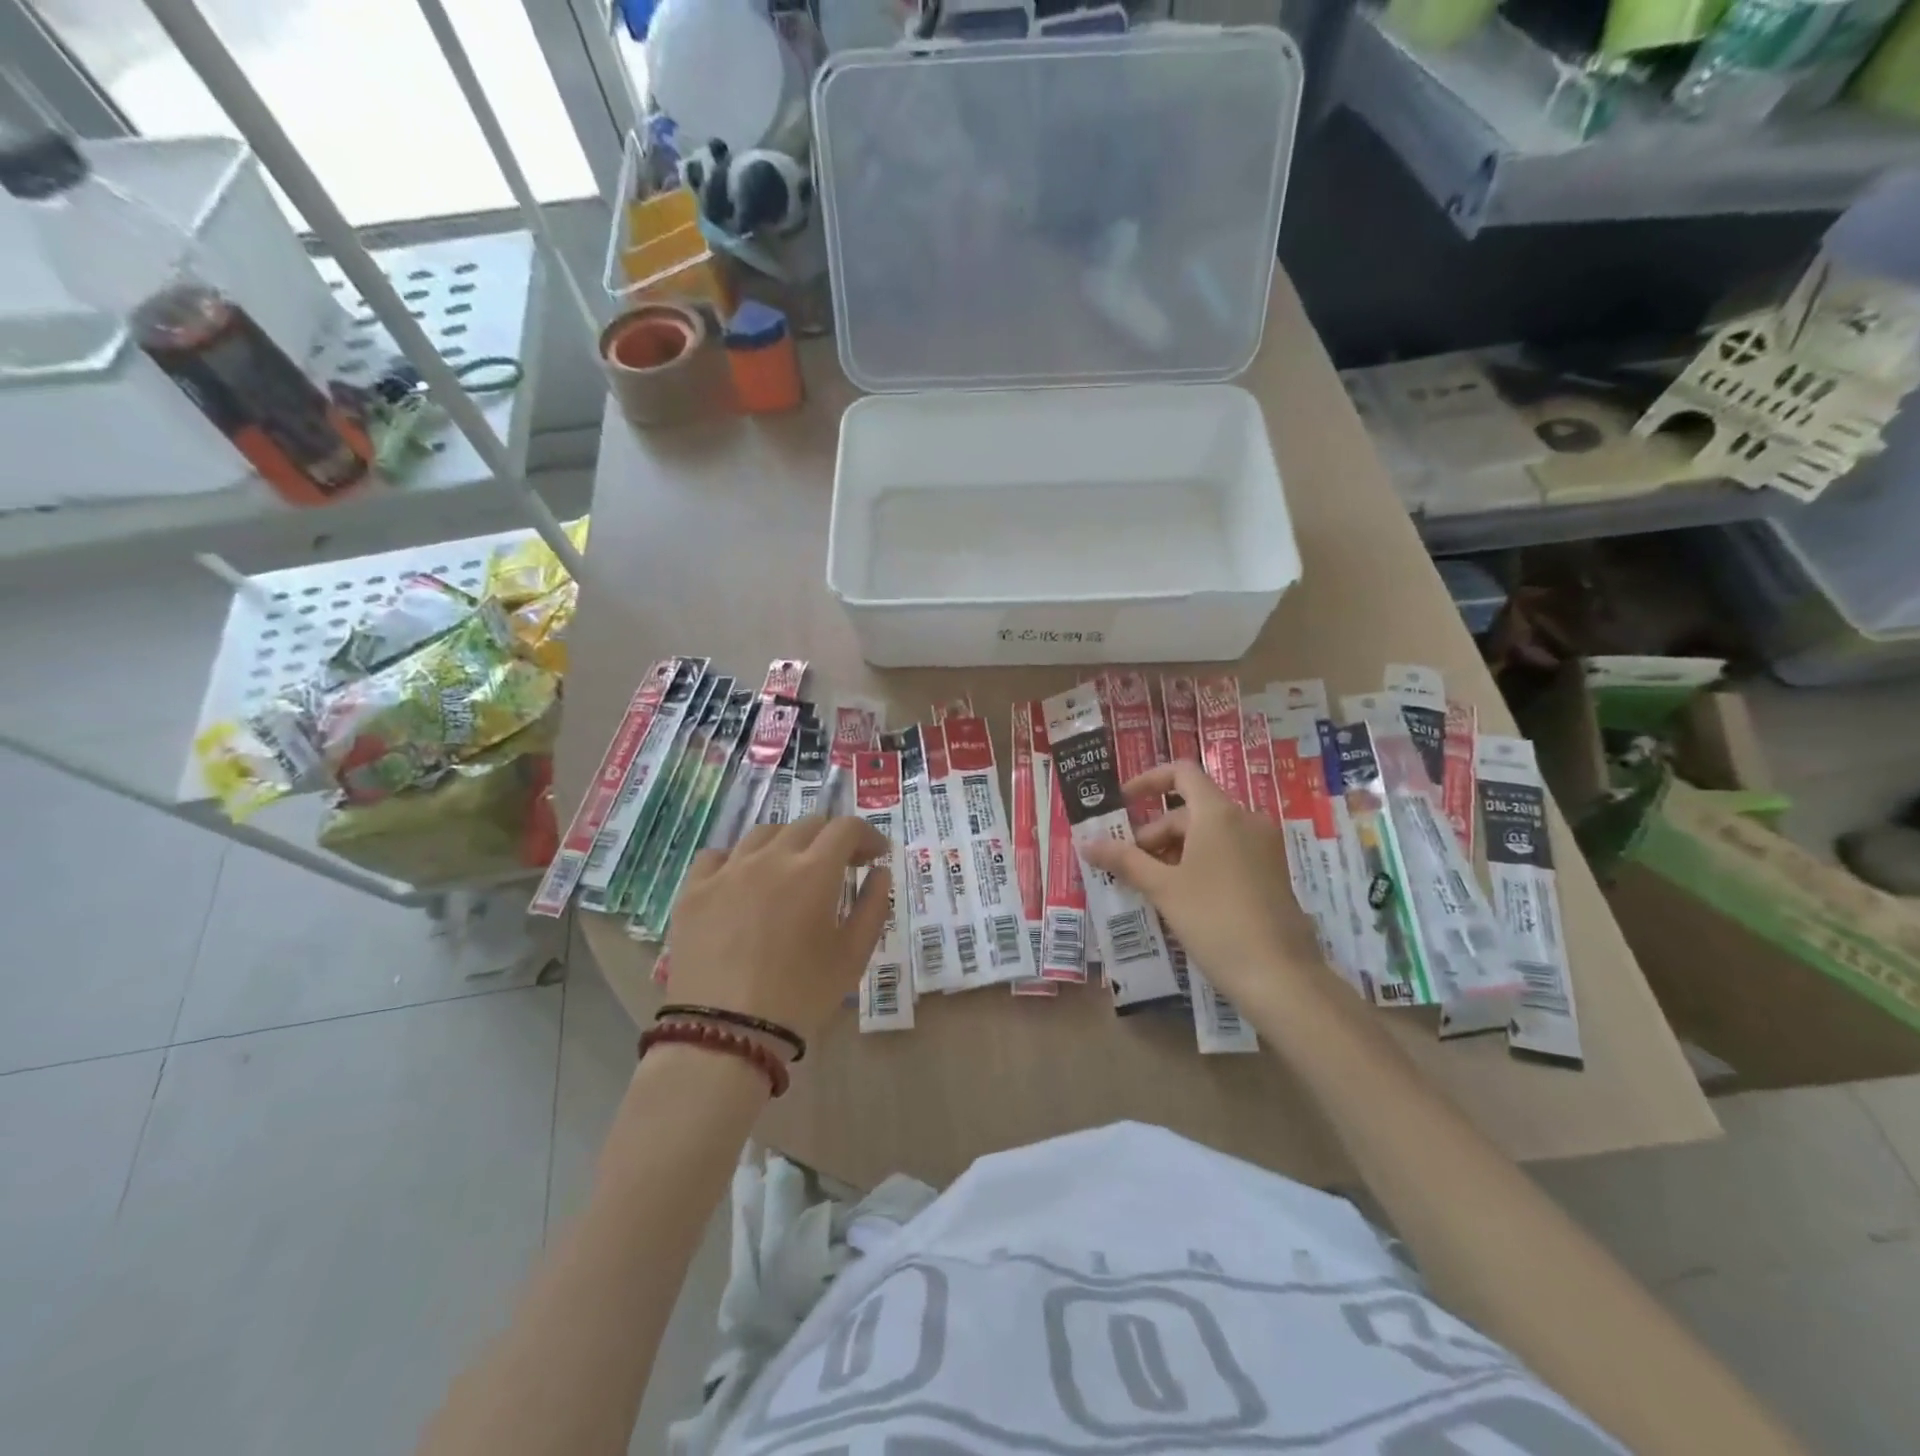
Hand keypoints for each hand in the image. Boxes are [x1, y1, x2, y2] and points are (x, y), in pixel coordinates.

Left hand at [666, 817, 892, 1045]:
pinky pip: (718, 855)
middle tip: (839, 866)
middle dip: (830, 839)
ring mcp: (727, 870)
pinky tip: (743, 880)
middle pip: (806, 825)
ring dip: (787, 844)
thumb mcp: (853, 956)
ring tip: (791, 871)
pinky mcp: (694, 890)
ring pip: (763, 834)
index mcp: (814, 871)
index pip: (846, 828)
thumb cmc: (800, 995)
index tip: (875, 856)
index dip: (867, 836)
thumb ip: (873, 907)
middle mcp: (771, 857)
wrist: (726, 1032)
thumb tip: (879, 872)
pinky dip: (739, 859)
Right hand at [1081, 761, 1322, 1004]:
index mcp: (1219, 813)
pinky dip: (1198, 863)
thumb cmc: (1215, 921)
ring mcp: (1262, 847)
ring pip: (1207, 834)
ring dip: (1173, 851)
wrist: (1280, 976)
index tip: (1121, 804)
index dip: (1147, 781)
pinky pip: (1226, 853)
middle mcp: (1245, 820)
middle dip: (1153, 833)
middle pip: (1189, 810)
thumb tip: (1086, 843)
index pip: (1181, 773)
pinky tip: (1179, 897)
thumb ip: (1124, 860)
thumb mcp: (1163, 889)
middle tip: (1126, 866)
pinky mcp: (1270, 872)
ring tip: (1148, 885)